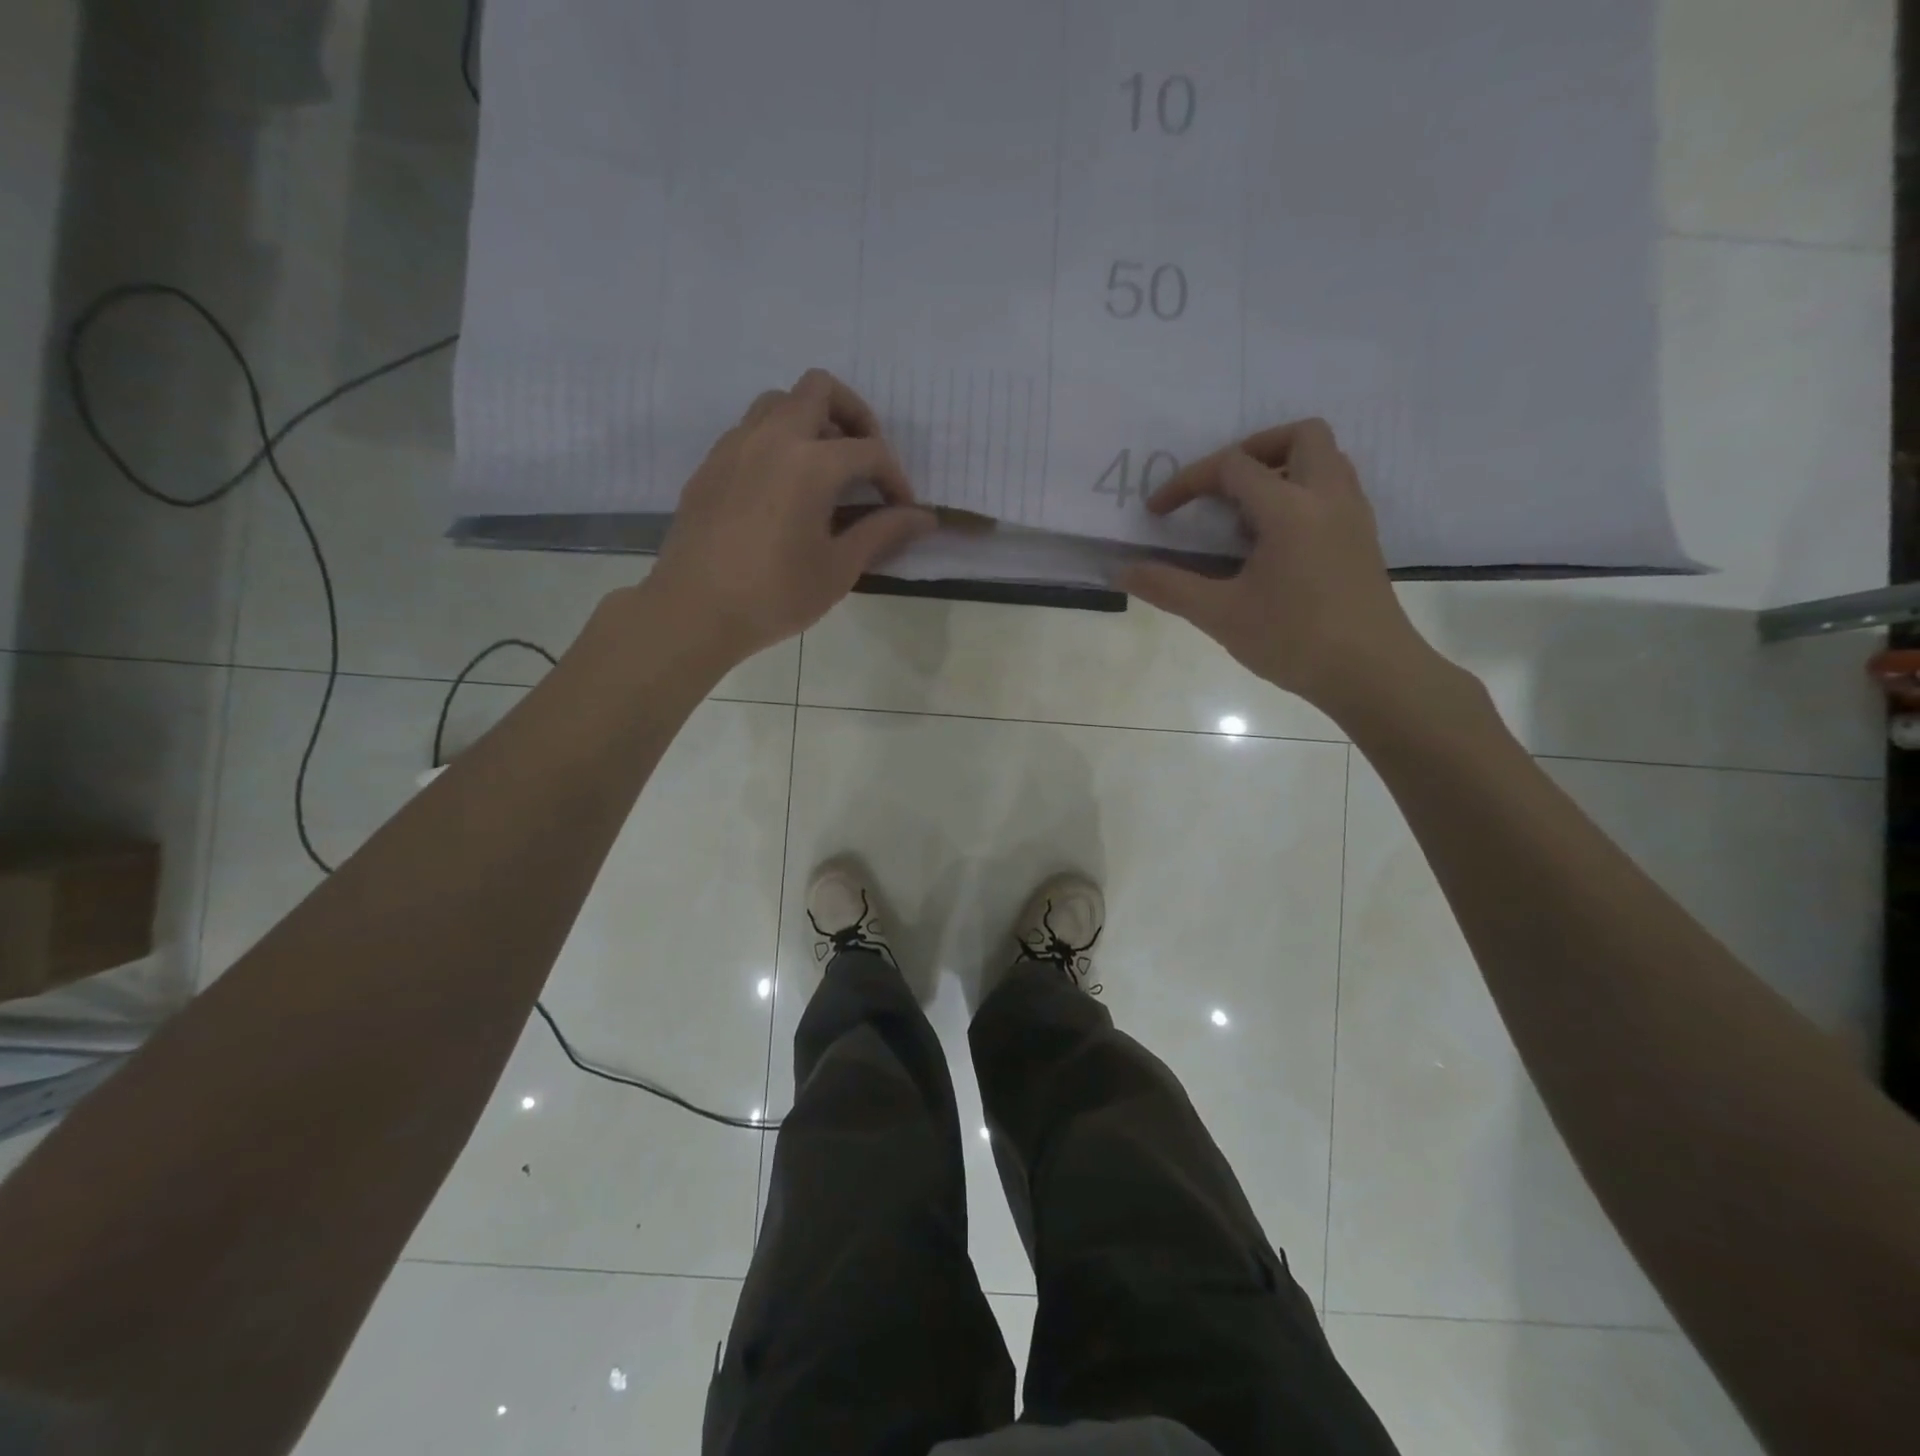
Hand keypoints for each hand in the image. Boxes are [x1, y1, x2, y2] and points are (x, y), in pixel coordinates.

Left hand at [646, 370, 934, 663]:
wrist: (693, 611)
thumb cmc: (775, 595)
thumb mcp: (839, 568)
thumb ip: (883, 532)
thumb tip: (924, 516)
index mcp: (810, 463)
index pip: (869, 451)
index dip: (895, 479)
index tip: (902, 511)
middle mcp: (772, 437)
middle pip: (820, 389)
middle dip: (854, 417)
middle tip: (865, 462)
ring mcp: (735, 445)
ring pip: (779, 401)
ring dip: (811, 421)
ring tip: (825, 470)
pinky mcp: (711, 464)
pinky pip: (751, 429)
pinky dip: (778, 441)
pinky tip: (785, 489)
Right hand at [1117, 418, 1438, 718]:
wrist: (1372, 673)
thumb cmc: (1294, 640)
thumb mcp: (1220, 615)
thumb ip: (1169, 587)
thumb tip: (1123, 571)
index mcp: (1291, 508)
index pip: (1233, 467)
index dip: (1188, 482)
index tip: (1158, 512)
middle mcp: (1328, 497)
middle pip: (1300, 435)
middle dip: (1252, 449)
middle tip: (1220, 489)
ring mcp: (1353, 515)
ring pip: (1324, 459)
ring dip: (1281, 468)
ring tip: (1246, 514)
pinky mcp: (1363, 538)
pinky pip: (1333, 488)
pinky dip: (1301, 493)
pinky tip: (1275, 541)